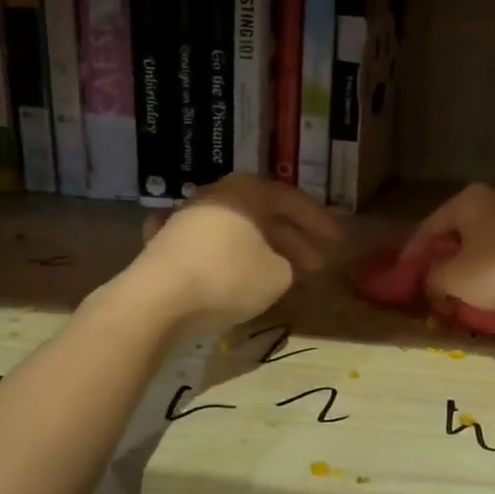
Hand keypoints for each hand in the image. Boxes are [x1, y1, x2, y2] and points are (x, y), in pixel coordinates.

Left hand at [124, 175, 343, 327]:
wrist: (156, 299)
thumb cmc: (227, 278)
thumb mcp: (277, 275)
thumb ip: (288, 265)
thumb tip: (279, 263)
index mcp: (246, 193)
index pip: (291, 200)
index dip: (318, 222)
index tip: (337, 242)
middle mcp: (216, 196)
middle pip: (262, 214)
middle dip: (292, 239)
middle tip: (314, 264)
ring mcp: (186, 218)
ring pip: (235, 229)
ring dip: (261, 248)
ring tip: (278, 272)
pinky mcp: (164, 244)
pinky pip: (208, 246)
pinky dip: (226, 257)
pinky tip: (231, 269)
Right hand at [399, 184, 494, 315]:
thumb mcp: (454, 279)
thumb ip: (432, 278)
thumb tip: (432, 282)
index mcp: (469, 199)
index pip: (429, 227)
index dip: (412, 255)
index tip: (403, 278)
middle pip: (458, 232)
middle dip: (443, 259)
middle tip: (431, 284)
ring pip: (484, 242)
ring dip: (469, 266)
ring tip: (460, 290)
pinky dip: (494, 268)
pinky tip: (493, 289)